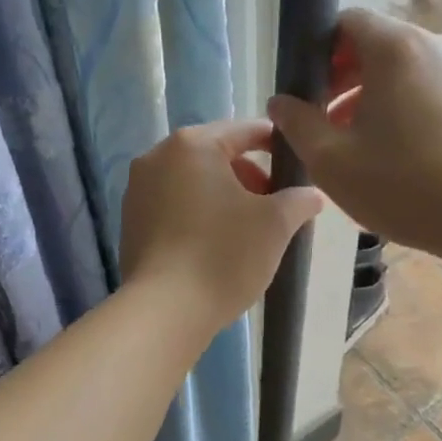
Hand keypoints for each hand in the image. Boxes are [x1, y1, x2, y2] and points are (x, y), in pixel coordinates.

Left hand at [120, 120, 323, 337]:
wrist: (165, 309)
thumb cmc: (224, 254)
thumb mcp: (275, 224)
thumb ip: (298, 200)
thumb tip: (310, 195)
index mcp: (192, 145)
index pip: (245, 130)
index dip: (276, 145)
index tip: (297, 167)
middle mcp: (157, 157)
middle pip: (215, 155)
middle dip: (249, 176)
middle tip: (275, 208)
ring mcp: (138, 189)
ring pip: (193, 181)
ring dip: (224, 196)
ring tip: (248, 229)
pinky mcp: (130, 221)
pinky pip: (173, 205)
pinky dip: (198, 214)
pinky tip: (216, 244)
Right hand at [267, 9, 441, 258]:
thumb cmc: (404, 184)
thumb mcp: (330, 160)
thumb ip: (297, 123)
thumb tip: (281, 102)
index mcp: (394, 47)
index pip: (345, 22)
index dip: (318, 53)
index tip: (307, 94)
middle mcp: (433, 43)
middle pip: (373, 44)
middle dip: (341, 79)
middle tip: (324, 124)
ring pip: (400, 68)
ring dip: (370, 96)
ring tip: (356, 144)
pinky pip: (426, 86)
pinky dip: (402, 106)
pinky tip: (395, 151)